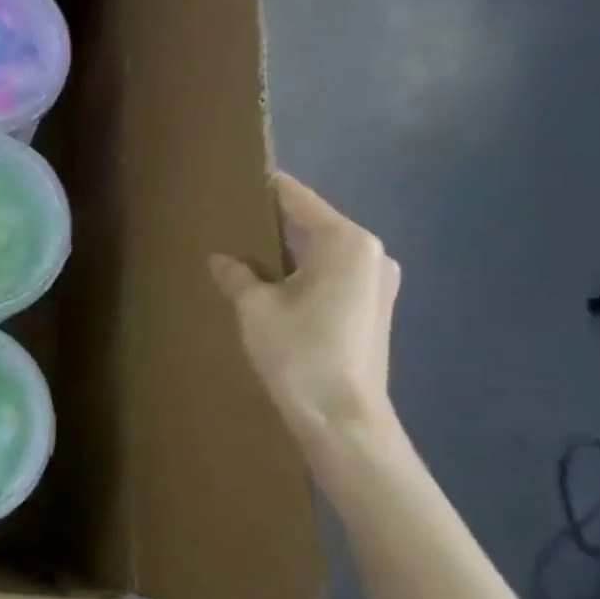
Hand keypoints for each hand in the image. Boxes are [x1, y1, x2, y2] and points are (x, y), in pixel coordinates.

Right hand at [209, 173, 399, 431]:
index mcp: (346, 242)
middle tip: (235, 224)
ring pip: (325, 255)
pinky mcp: (375, 311)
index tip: (241, 178)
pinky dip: (306, 276)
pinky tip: (276, 290)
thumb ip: (237, 276)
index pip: (300, 201)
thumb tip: (220, 259)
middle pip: (315, 227)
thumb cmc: (300, 353)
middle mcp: (371, 254)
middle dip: (277, 226)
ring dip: (291, 255)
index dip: (269, 189)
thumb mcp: (255, 309)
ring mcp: (378, 284)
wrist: (343, 419)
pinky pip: (334, 278)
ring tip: (249, 257)